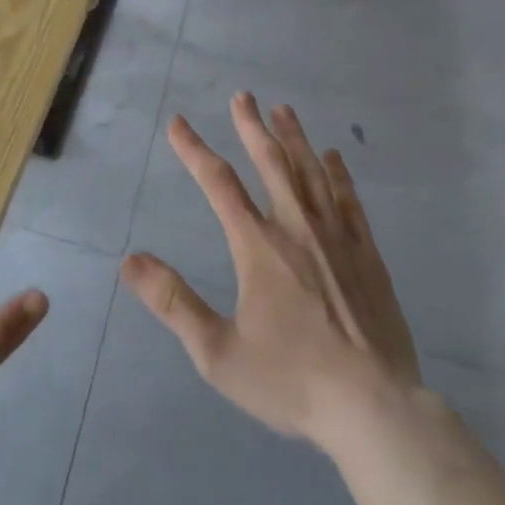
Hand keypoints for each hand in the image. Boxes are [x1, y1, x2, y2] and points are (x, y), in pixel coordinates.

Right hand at [122, 94, 421, 453]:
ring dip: (294, 138)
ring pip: (311, 172)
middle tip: (243, 96)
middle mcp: (296, 227)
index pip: (218, 183)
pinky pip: (349, 200)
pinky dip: (338, 173)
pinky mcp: (367, 254)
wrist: (374, 408)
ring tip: (283, 110)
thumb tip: (130, 261)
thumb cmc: (292, 380)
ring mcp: (336, 237)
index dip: (194, 150)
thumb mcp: (218, 353)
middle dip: (251, 126)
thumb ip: (174, 303)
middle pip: (270, 162)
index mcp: (258, 245)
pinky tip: (334, 157)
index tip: (178, 123)